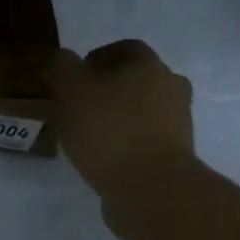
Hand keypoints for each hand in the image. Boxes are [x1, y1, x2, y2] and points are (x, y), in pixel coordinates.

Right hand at [49, 40, 194, 206]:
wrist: (152, 191)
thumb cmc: (110, 130)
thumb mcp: (71, 89)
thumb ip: (61, 67)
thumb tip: (61, 59)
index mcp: (150, 66)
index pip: (125, 48)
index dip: (97, 57)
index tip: (74, 75)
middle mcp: (171, 90)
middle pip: (137, 80)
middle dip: (109, 88)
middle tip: (79, 103)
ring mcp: (178, 126)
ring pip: (142, 111)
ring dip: (118, 117)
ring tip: (87, 133)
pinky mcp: (176, 158)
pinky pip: (145, 140)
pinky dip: (126, 143)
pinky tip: (103, 157)